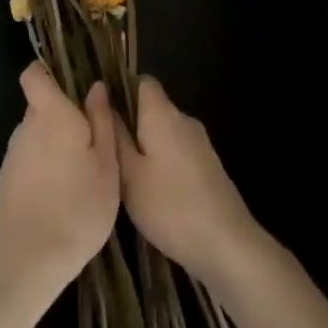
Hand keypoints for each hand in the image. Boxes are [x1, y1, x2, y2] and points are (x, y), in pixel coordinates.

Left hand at [0, 63, 120, 290]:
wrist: (31, 257)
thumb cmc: (79, 206)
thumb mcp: (107, 164)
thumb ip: (101, 121)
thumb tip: (95, 88)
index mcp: (51, 115)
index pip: (34, 75)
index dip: (48, 72)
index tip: (73, 84)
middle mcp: (26, 127)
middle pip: (41, 106)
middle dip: (63, 115)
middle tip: (94, 140)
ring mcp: (12, 154)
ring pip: (36, 134)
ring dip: (55, 143)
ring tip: (82, 172)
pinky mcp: (6, 179)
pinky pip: (29, 158)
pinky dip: (45, 165)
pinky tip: (62, 193)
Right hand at [95, 76, 266, 284]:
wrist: (227, 245)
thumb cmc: (170, 207)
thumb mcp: (129, 174)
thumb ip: (114, 134)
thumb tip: (100, 94)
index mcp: (163, 114)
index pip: (142, 82)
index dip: (120, 91)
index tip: (100, 116)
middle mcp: (184, 120)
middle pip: (152, 108)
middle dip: (129, 125)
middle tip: (104, 153)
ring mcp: (200, 143)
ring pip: (163, 132)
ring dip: (144, 147)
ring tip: (122, 175)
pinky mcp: (208, 166)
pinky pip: (176, 151)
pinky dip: (161, 162)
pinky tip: (150, 192)